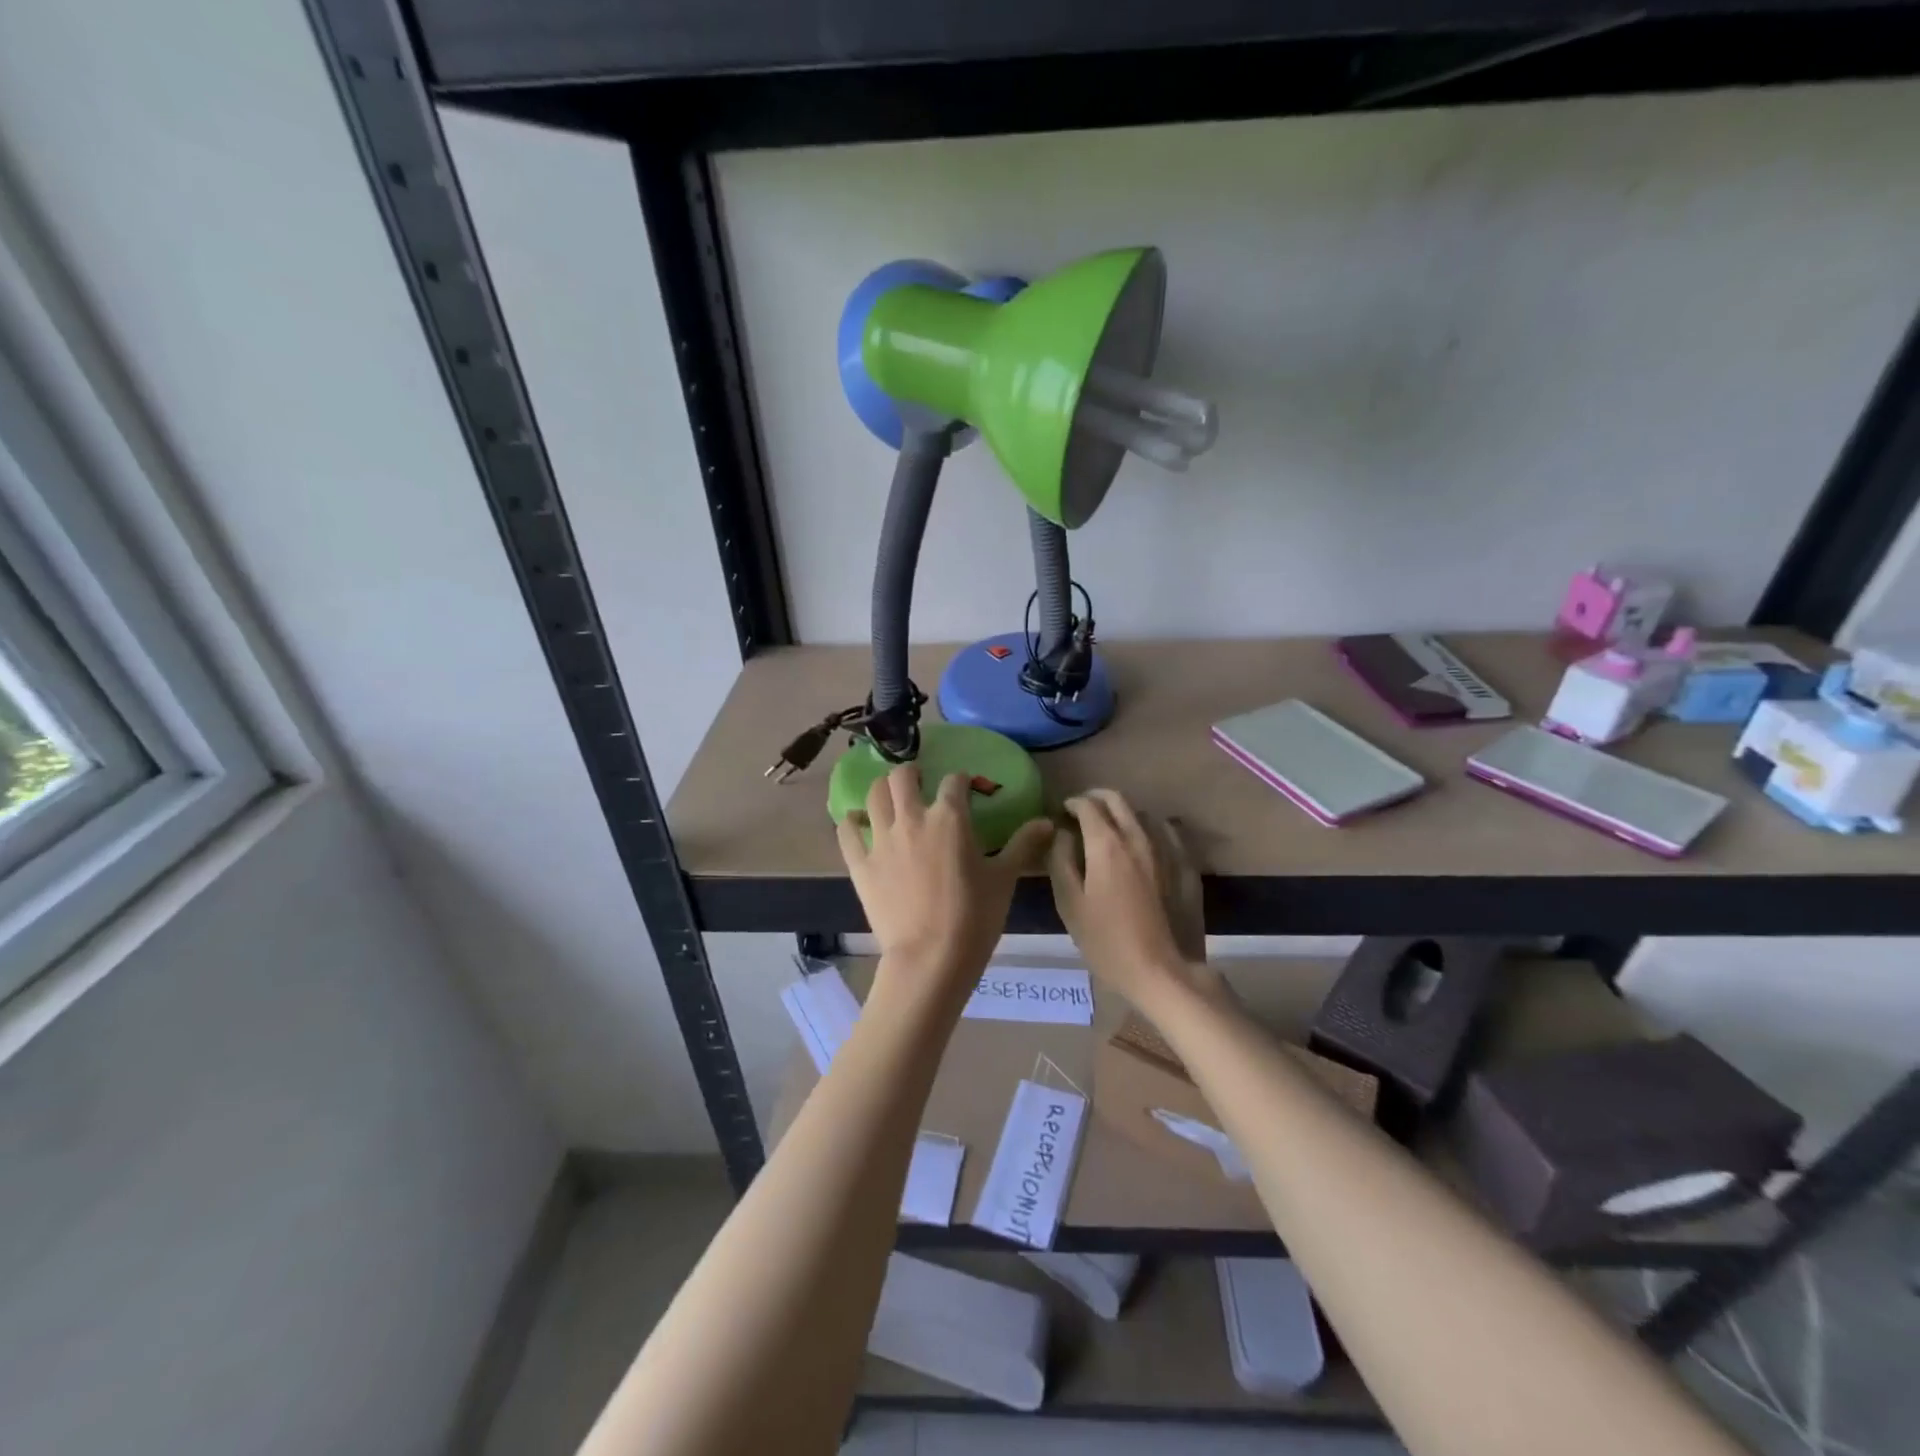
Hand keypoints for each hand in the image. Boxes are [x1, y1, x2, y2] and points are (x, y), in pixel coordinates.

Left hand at [838, 765, 1054, 995]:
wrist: (930, 959)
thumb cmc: (974, 917)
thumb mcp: (1005, 879)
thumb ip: (1023, 844)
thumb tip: (1047, 821)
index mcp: (950, 818)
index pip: (955, 781)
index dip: (962, 780)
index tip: (967, 788)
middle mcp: (912, 819)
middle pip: (903, 777)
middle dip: (912, 773)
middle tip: (920, 783)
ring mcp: (881, 840)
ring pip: (874, 795)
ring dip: (882, 789)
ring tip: (890, 797)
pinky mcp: (860, 864)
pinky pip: (847, 831)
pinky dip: (851, 821)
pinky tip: (856, 822)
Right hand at [1050, 788, 1214, 1009]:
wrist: (1166, 972)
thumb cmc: (1108, 942)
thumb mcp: (1069, 904)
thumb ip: (1061, 861)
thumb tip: (1062, 833)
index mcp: (1106, 844)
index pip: (1087, 805)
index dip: (1071, 803)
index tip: (1062, 812)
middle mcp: (1139, 837)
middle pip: (1118, 800)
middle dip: (1096, 798)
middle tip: (1083, 812)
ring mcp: (1168, 850)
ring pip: (1143, 814)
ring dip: (1123, 814)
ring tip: (1112, 831)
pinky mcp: (1187, 866)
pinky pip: (1168, 833)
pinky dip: (1151, 830)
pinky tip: (1146, 846)